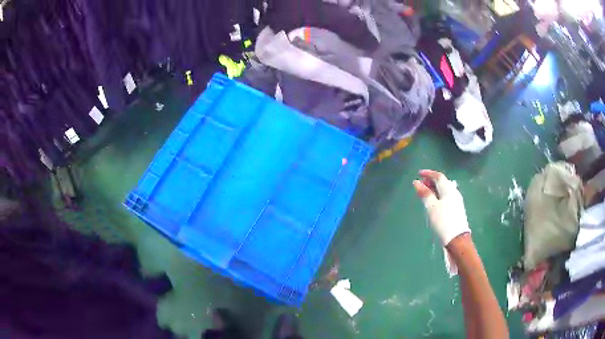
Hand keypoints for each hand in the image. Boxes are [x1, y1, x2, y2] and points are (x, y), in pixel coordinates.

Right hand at [413, 170, 470, 245]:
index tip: (418, 174)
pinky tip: (433, 204)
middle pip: (442, 183)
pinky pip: (446, 198)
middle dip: (430, 182)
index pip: (438, 176)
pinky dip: (438, 197)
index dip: (428, 173)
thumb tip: (416, 182)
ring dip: (434, 190)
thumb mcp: (431, 207)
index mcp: (448, 190)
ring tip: (425, 195)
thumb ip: (425, 194)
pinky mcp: (456, 210)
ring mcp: (456, 202)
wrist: (457, 239)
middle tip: (420, 185)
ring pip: (444, 191)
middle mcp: (454, 193)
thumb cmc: (443, 221)